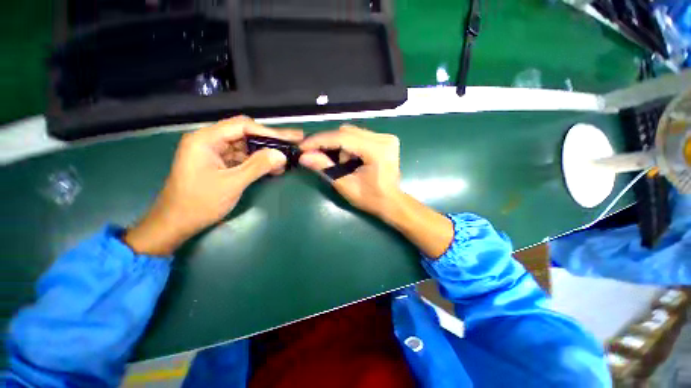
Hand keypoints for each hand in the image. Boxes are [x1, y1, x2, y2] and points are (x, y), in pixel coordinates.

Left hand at [124, 116, 302, 255]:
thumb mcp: (232, 184)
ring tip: (287, 157)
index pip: (243, 126)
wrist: (176, 223)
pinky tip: (274, 167)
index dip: (269, 131)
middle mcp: (210, 141)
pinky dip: (258, 162)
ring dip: (266, 152)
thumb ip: (257, 166)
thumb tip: (281, 155)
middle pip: (245, 133)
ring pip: (246, 146)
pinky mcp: (220, 164)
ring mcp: (215, 152)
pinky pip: (243, 158)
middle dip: (270, 140)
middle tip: (293, 141)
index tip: (290, 137)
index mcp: (205, 139)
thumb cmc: (199, 203)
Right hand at [299, 125, 402, 217]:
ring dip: (340, 146)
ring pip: (352, 133)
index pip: (343, 138)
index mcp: (377, 150)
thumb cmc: (371, 198)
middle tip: (318, 157)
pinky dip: (349, 145)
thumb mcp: (346, 185)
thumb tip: (304, 156)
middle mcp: (383, 138)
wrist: (391, 202)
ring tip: (341, 164)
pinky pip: (359, 136)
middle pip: (347, 131)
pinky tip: (349, 159)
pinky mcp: (385, 140)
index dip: (320, 141)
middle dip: (330, 144)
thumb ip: (326, 168)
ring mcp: (386, 137)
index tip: (303, 146)